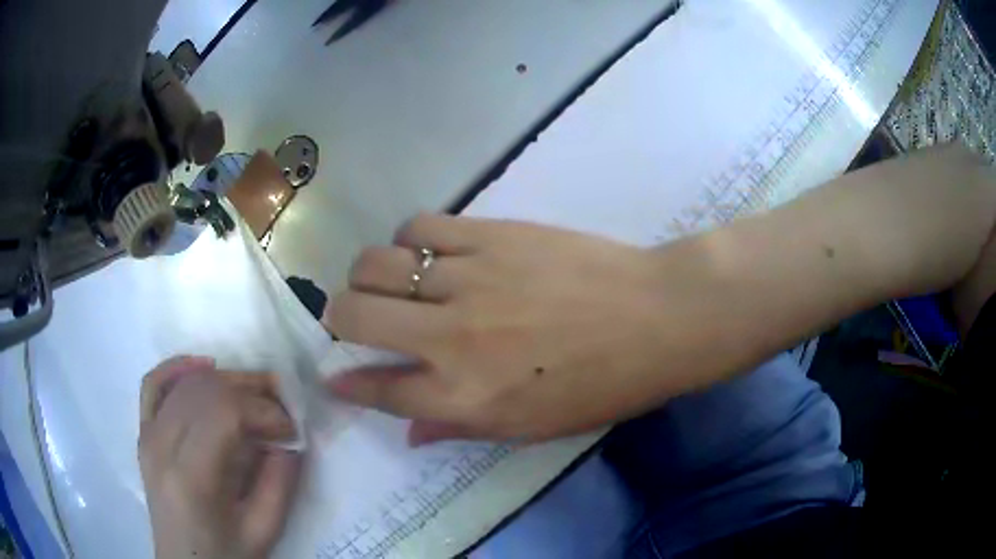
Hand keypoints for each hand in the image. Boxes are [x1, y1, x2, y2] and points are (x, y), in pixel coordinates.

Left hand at [139, 357, 301, 558]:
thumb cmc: (224, 555)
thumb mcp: (263, 530)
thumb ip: (279, 482)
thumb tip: (290, 438)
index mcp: (190, 477)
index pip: (225, 413)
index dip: (264, 410)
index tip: (291, 429)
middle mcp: (161, 446)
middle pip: (205, 389)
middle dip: (251, 388)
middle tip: (282, 405)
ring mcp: (147, 435)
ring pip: (186, 382)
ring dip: (226, 379)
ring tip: (255, 393)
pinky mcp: (143, 433)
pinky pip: (154, 384)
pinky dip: (178, 367)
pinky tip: (205, 366)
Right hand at [325, 215, 681, 442]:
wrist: (656, 318)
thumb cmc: (601, 385)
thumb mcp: (531, 428)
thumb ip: (460, 429)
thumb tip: (408, 432)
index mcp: (463, 396)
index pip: (378, 389)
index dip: (346, 383)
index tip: (333, 377)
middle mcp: (450, 338)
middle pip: (354, 314)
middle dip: (339, 317)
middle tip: (355, 317)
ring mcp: (468, 279)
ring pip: (377, 263)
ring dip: (368, 275)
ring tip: (389, 280)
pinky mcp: (490, 234)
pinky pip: (420, 226)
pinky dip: (408, 239)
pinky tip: (426, 251)